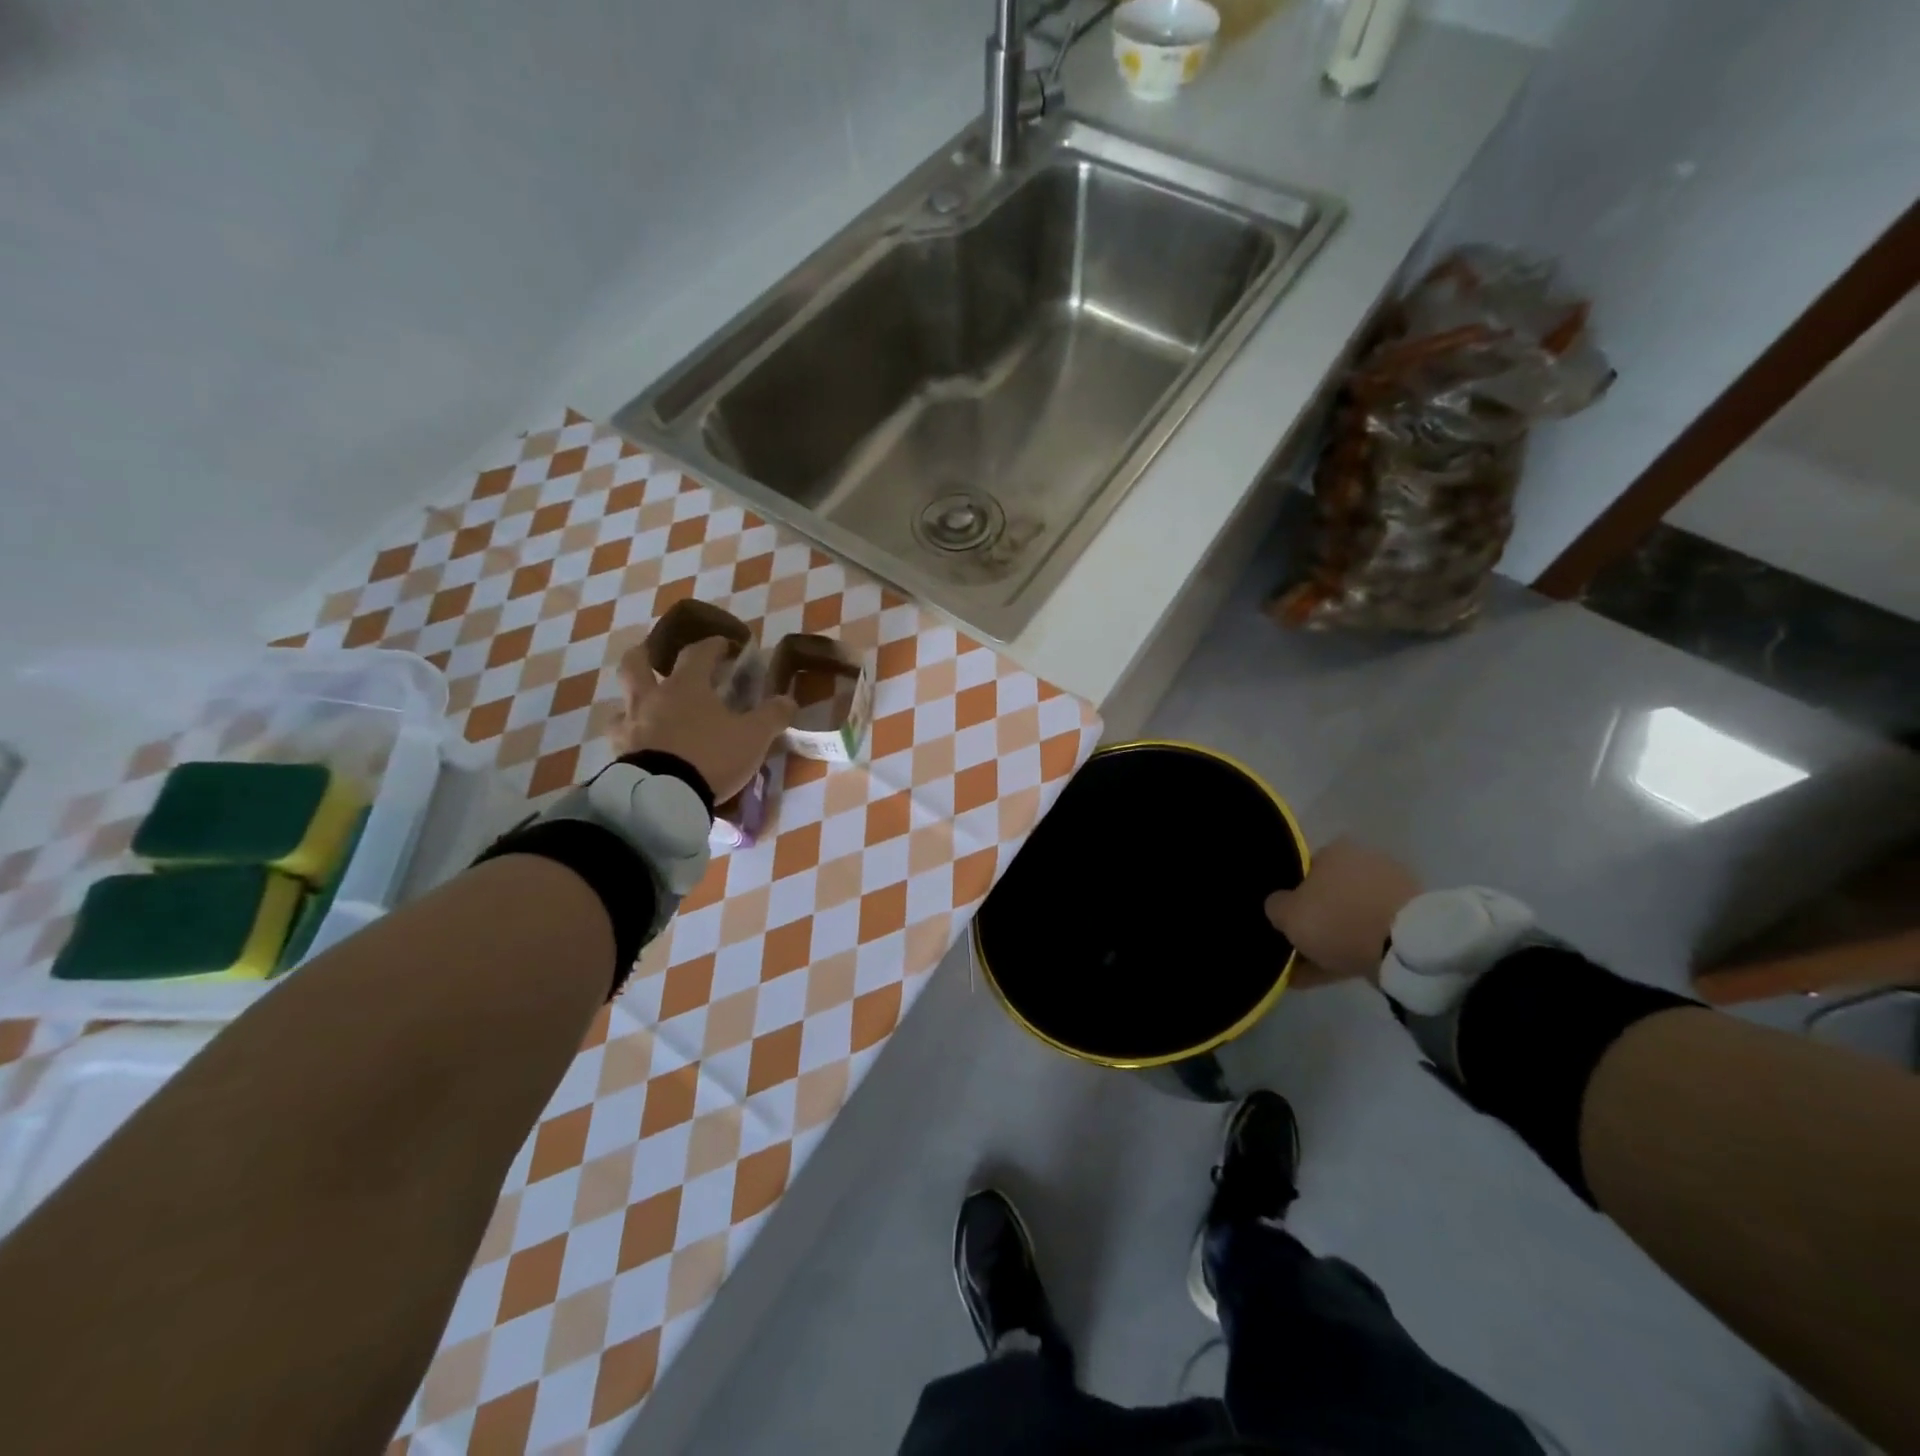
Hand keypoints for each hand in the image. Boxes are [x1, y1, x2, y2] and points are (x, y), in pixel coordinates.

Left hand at [611, 638, 795, 803]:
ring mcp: (630, 726)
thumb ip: (772, 716)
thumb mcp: (754, 736)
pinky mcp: (619, 754)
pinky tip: (642, 747)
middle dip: (645, 656)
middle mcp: (652, 698)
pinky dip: (632, 737)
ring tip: (649, 713)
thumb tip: (787, 700)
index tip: (724, 645)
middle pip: (637, 664)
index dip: (713, 645)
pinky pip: (621, 738)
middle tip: (655, 659)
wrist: (663, 797)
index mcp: (686, 686)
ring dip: (634, 703)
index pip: (698, 652)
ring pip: (623, 704)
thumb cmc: (710, 756)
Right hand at [1266, 839, 1422, 988]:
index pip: (1304, 870)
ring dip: (1334, 939)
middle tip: (1299, 947)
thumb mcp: (1287, 914)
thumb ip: (1276, 906)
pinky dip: (1355, 950)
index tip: (1285, 923)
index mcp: (1334, 850)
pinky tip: (1336, 973)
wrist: (1407, 947)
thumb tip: (1279, 905)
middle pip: (1329, 895)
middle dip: (1315, 920)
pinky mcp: (1413, 919)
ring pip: (1351, 916)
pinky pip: (1372, 934)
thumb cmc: (1338, 919)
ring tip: (1314, 971)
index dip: (1291, 898)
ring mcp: (1393, 889)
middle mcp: (1364, 861)